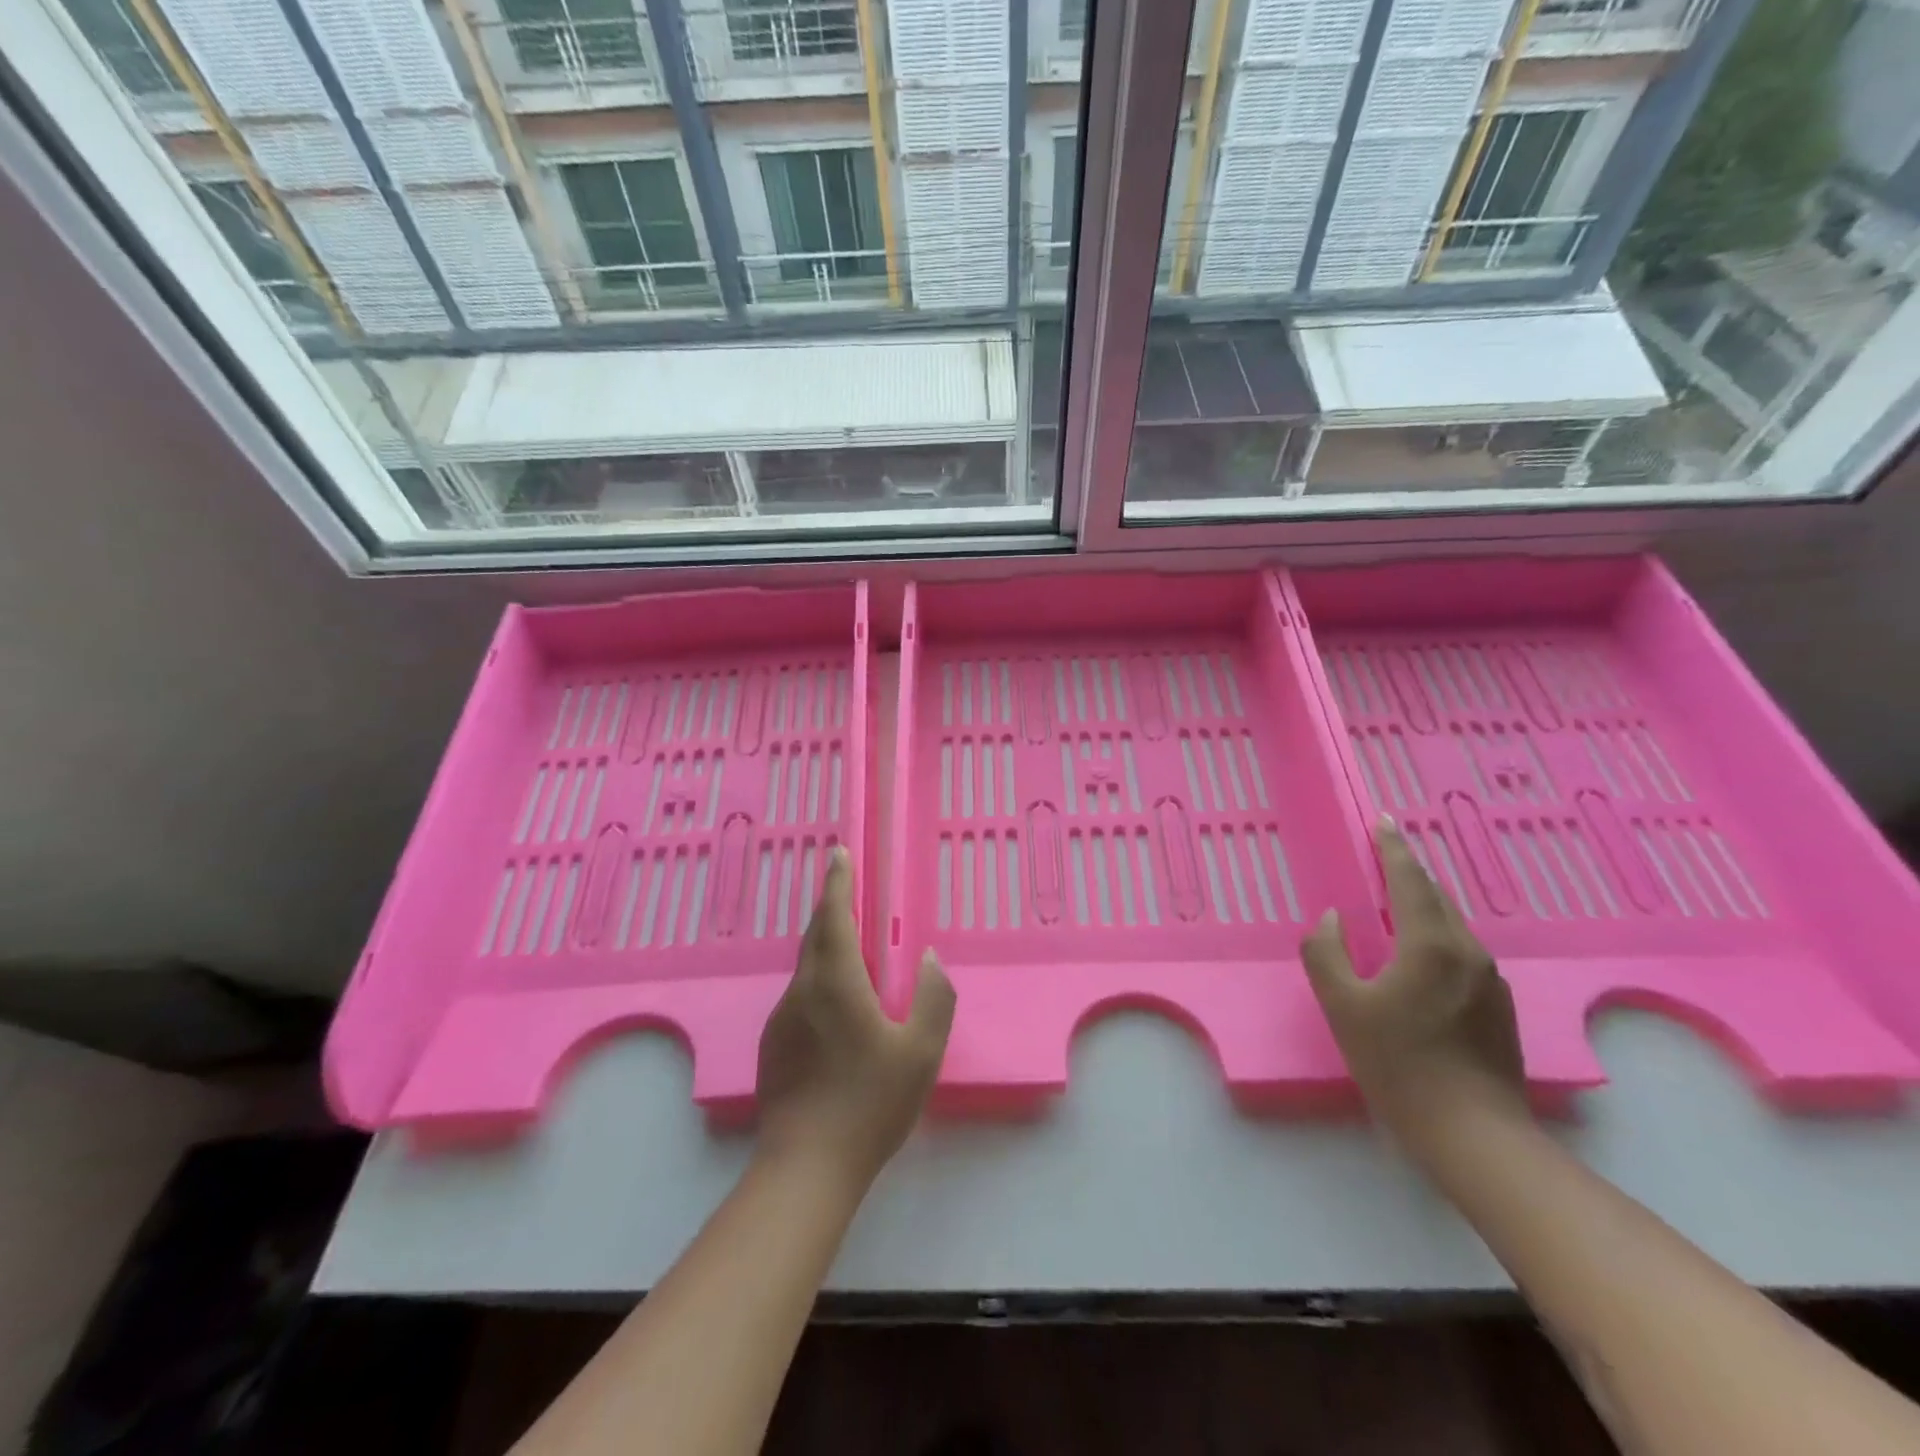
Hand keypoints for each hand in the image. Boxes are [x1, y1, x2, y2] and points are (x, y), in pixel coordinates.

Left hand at [755, 846, 955, 1186]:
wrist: (806, 1168)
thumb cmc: (870, 1104)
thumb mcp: (921, 1052)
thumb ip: (934, 997)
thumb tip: (928, 957)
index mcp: (837, 982)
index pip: (835, 917)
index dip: (838, 882)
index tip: (840, 853)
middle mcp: (803, 990)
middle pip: (815, 934)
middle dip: (830, 905)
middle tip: (846, 887)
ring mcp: (782, 1018)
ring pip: (805, 966)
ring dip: (826, 944)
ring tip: (851, 946)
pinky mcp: (773, 1044)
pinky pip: (800, 994)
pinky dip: (818, 978)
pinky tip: (837, 1006)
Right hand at [1301, 818, 1526, 1152]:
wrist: (1474, 1135)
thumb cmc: (1398, 1064)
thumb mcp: (1342, 1006)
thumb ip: (1326, 953)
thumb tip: (1334, 919)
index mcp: (1431, 944)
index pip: (1410, 880)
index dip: (1393, 847)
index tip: (1382, 820)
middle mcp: (1468, 952)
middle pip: (1436, 897)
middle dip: (1408, 872)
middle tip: (1383, 855)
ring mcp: (1490, 981)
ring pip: (1451, 926)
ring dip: (1422, 905)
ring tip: (1395, 902)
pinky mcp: (1499, 1008)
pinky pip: (1460, 953)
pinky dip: (1434, 937)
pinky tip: (1417, 957)